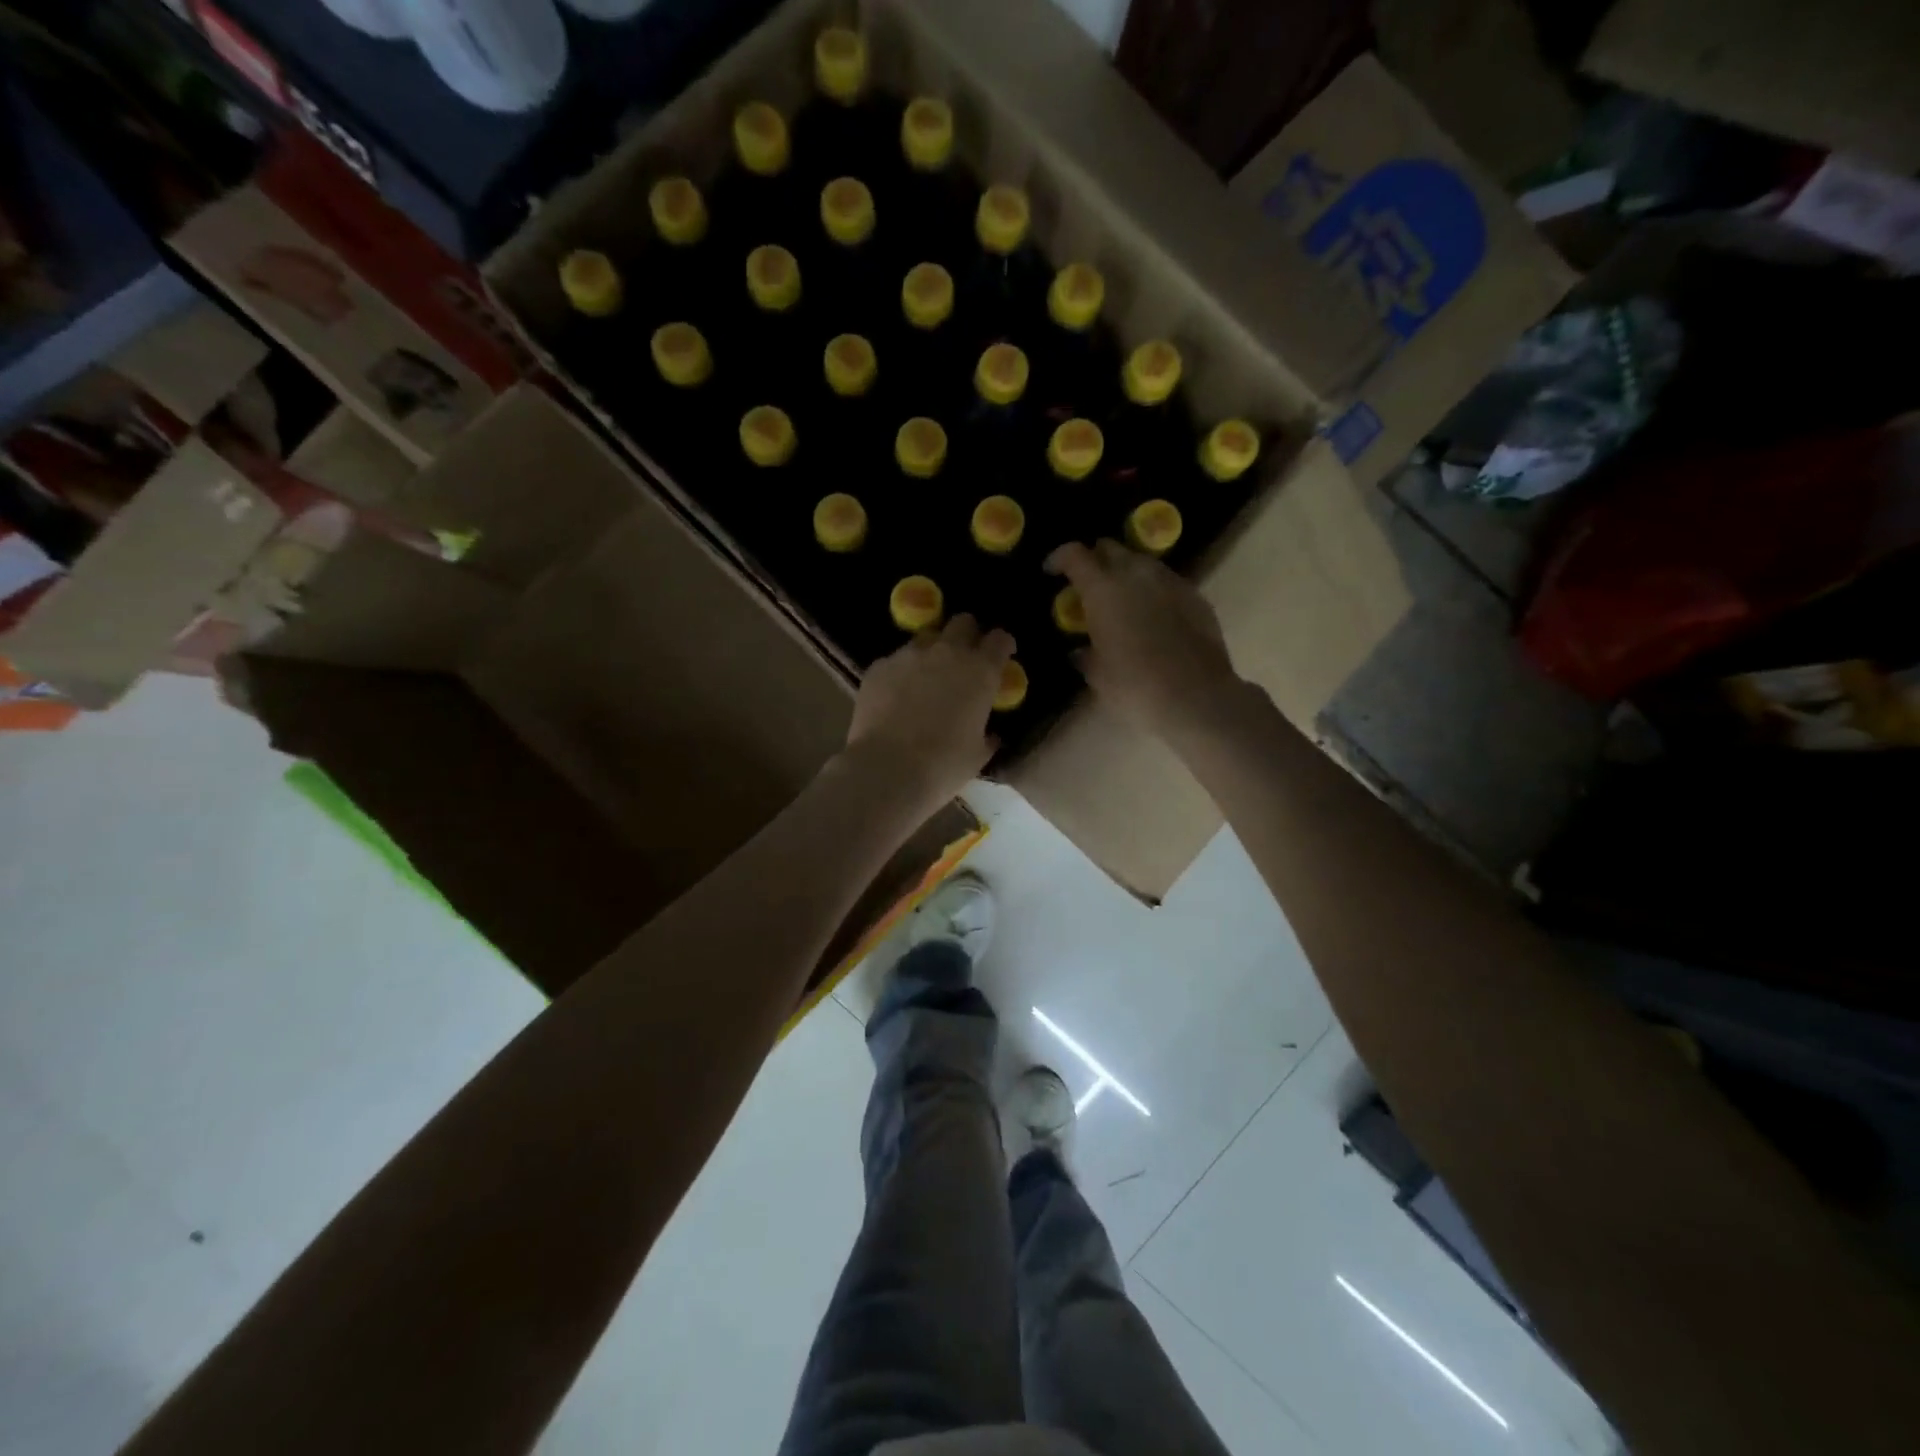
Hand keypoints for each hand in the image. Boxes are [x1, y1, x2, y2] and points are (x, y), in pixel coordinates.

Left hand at [845, 615, 1014, 815]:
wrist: (888, 769)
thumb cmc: (943, 766)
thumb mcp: (977, 754)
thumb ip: (987, 735)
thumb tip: (990, 734)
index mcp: (981, 672)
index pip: (1000, 639)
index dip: (1002, 645)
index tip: (1001, 655)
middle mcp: (947, 652)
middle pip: (963, 622)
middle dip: (967, 635)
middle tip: (965, 658)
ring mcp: (909, 655)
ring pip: (926, 638)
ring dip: (932, 651)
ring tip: (926, 677)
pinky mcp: (879, 666)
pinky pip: (895, 660)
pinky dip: (901, 672)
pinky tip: (896, 695)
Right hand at [1047, 540, 1243, 739]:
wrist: (1196, 698)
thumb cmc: (1135, 687)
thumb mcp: (1098, 675)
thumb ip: (1087, 655)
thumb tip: (1082, 651)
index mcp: (1102, 589)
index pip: (1074, 555)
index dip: (1059, 558)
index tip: (1051, 571)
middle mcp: (1136, 574)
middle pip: (1110, 548)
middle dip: (1096, 560)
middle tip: (1088, 584)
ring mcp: (1170, 581)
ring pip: (1142, 561)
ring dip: (1126, 573)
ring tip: (1121, 599)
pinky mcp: (1195, 595)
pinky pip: (1166, 582)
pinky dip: (1153, 591)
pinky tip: (1152, 616)